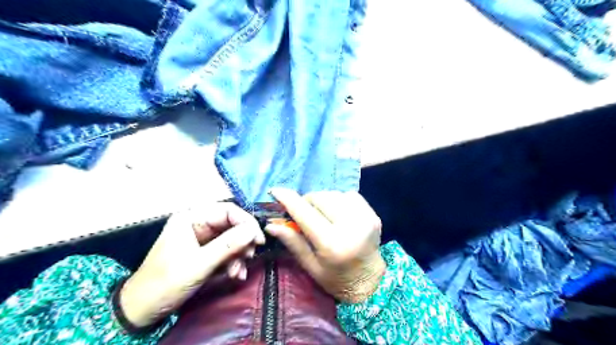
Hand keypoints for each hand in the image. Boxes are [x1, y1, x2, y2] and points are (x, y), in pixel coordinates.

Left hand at [119, 203, 264, 327]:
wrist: (143, 310)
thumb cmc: (166, 283)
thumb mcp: (199, 264)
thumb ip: (228, 245)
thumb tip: (254, 230)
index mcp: (191, 218)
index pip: (227, 211)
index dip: (246, 222)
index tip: (259, 240)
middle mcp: (198, 224)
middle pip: (231, 224)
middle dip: (242, 242)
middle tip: (250, 257)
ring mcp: (202, 238)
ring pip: (231, 239)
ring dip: (239, 255)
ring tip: (238, 272)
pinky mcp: (205, 252)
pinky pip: (226, 251)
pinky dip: (233, 262)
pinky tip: (235, 275)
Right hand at [267, 188, 383, 302]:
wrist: (369, 281)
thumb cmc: (335, 278)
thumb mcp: (310, 265)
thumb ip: (292, 242)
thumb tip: (271, 225)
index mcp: (332, 244)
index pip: (305, 213)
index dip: (288, 199)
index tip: (276, 191)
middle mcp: (351, 227)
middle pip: (320, 198)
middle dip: (307, 202)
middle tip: (305, 213)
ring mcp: (365, 218)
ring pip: (334, 194)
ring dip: (323, 201)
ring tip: (323, 215)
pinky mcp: (373, 214)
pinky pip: (349, 195)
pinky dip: (339, 200)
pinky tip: (338, 213)